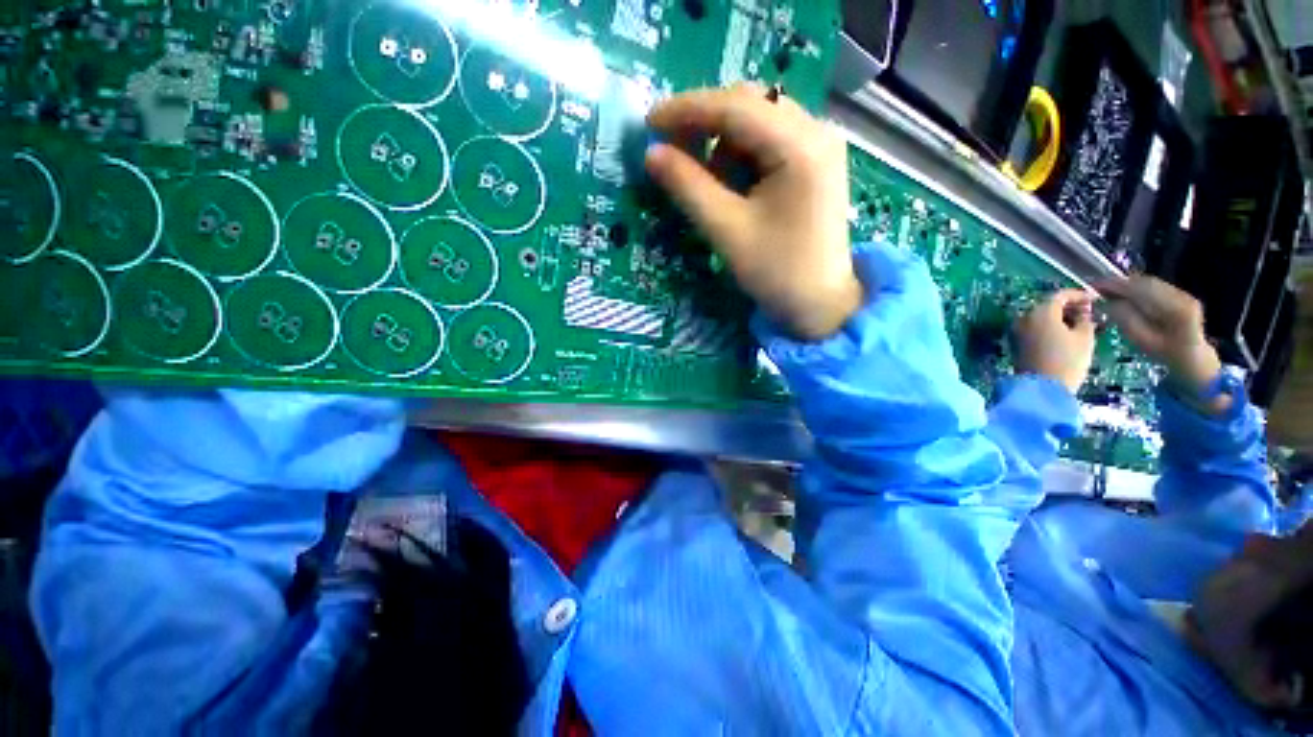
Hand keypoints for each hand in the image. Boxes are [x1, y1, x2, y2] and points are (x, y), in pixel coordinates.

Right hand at [645, 85, 861, 341]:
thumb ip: (688, 188)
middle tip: (671, 148)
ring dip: (723, 142)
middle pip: (750, 105)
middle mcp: (816, 131)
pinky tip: (732, 183)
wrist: (821, 304)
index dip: (686, 109)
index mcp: (799, 146)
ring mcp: (820, 144)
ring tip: (704, 179)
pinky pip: (771, 140)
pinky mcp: (816, 161)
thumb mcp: (726, 231)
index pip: (735, 107)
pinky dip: (742, 154)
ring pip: (759, 120)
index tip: (649, 122)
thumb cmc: (776, 273)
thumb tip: (652, 154)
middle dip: (705, 122)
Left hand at [1014, 290, 1096, 393]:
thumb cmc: (1067, 361)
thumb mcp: (1084, 338)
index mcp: (1040, 312)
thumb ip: (1085, 319)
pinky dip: (1046, 327)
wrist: (1040, 388)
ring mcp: (1015, 330)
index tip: (1093, 300)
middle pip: (1046, 305)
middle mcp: (1023, 318)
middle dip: (1067, 307)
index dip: (1078, 295)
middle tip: (1086, 314)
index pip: (1059, 296)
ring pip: (1038, 317)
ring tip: (1077, 326)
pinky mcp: (1014, 343)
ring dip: (1056, 318)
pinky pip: (1032, 329)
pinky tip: (1061, 335)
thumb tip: (1083, 311)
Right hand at [1096, 276, 1222, 396]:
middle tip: (1097, 287)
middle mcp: (1182, 295)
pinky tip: (1125, 294)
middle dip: (1120, 284)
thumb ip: (1125, 319)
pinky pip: (1154, 287)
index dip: (1116, 286)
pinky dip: (1137, 289)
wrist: (1191, 358)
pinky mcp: (1180, 294)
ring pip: (1150, 283)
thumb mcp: (1141, 340)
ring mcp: (1183, 293)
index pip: (1142, 290)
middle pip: (1146, 283)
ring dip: (1128, 285)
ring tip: (1108, 290)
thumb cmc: (1164, 354)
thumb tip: (1107, 302)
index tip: (1093, 286)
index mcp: (1175, 308)